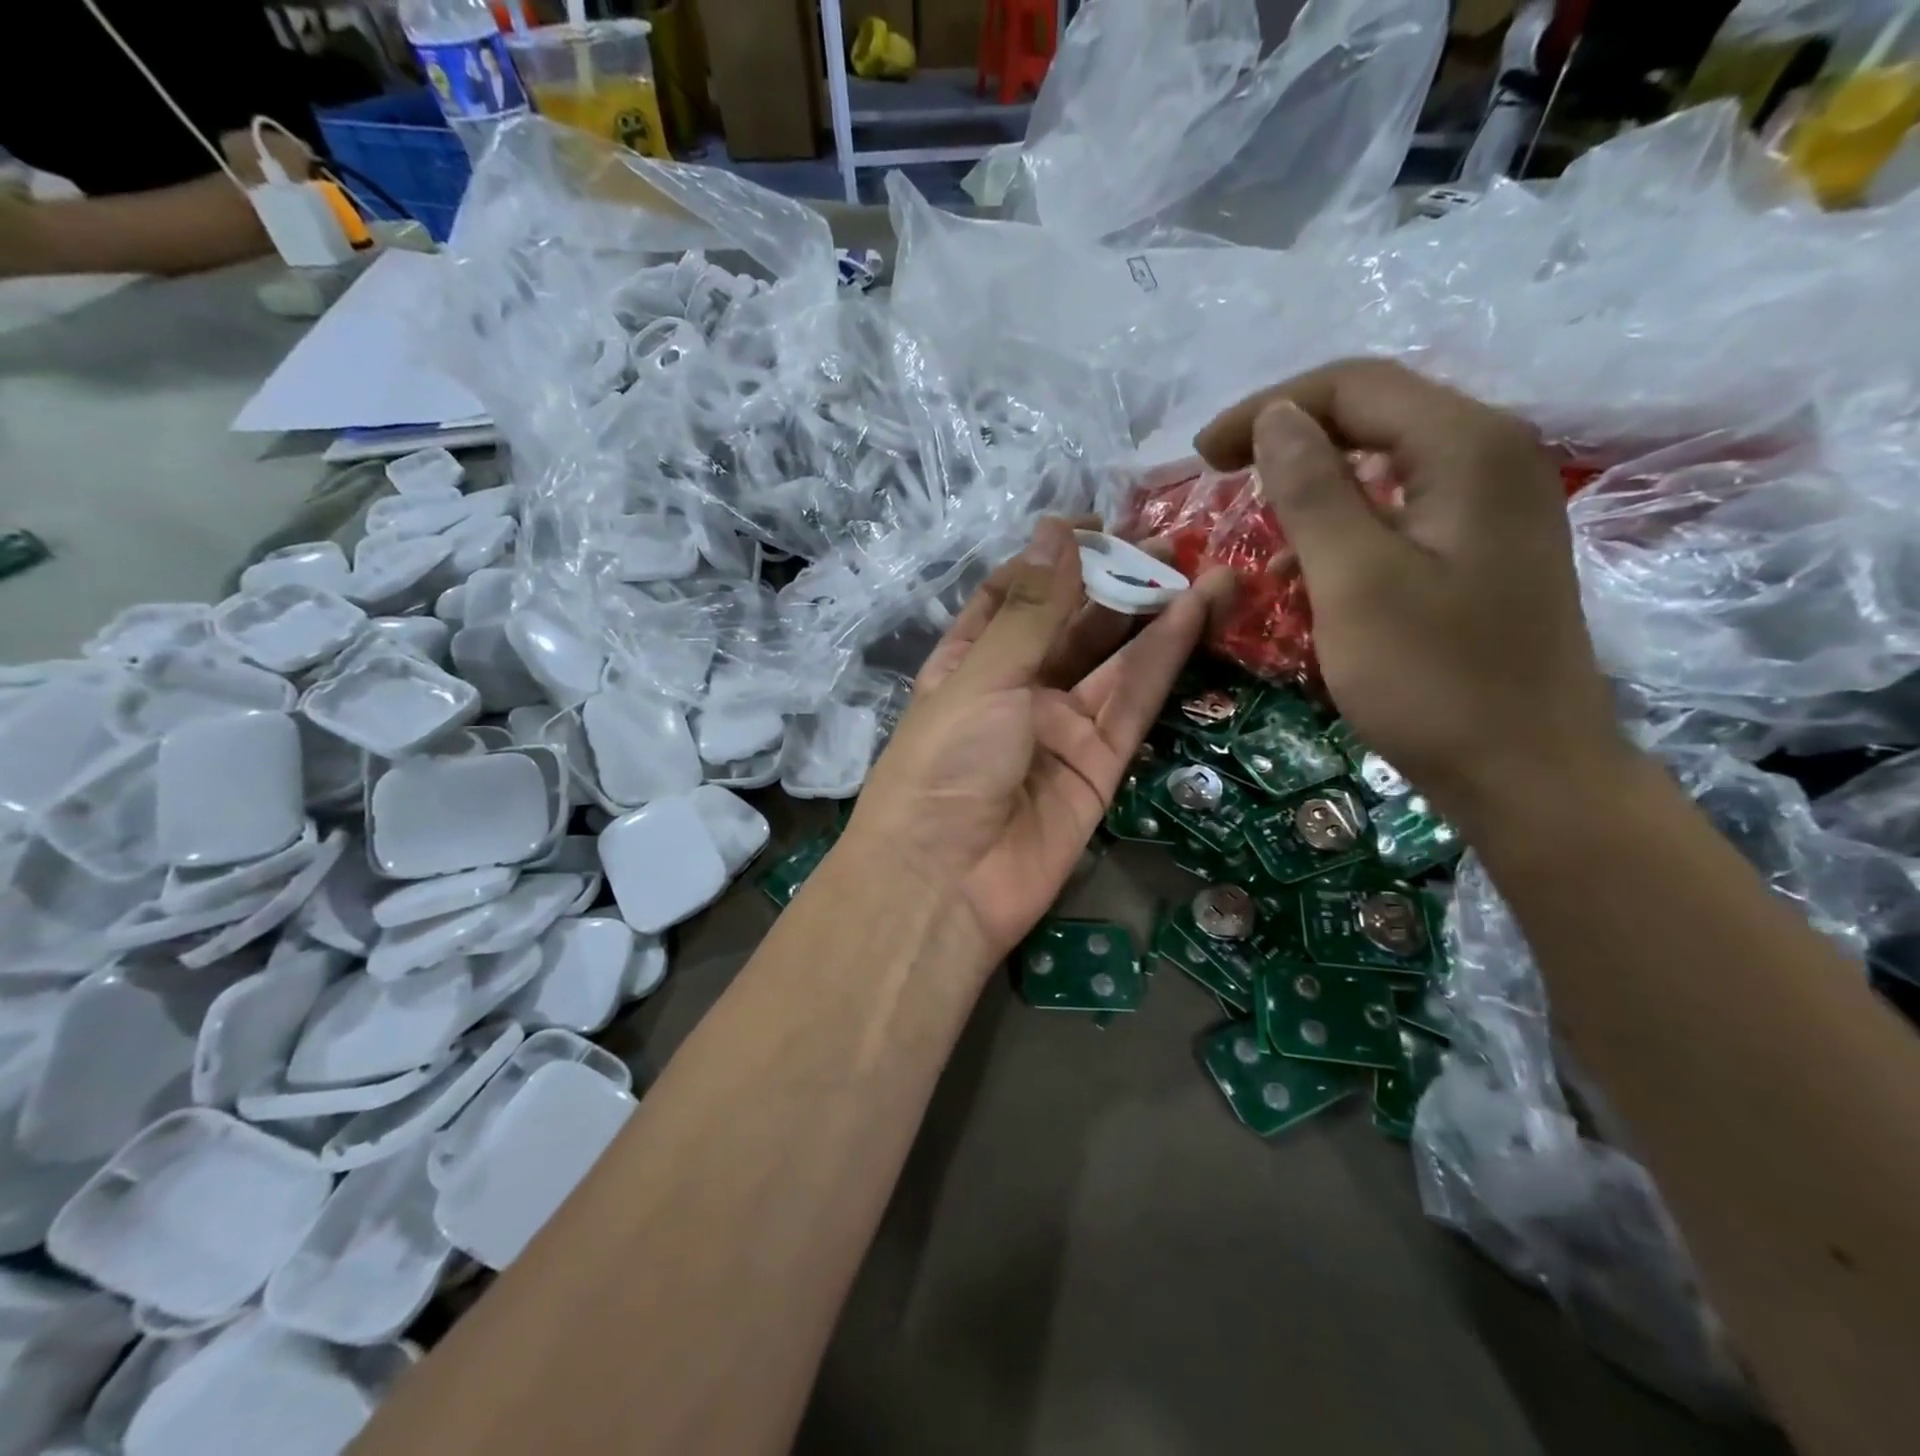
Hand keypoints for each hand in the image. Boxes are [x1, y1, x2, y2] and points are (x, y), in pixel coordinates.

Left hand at [848, 518, 1233, 964]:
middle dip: (1115, 583)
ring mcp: (1060, 727)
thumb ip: (1032, 610)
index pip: (1013, 596)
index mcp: (969, 662)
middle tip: (1170, 540)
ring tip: (1205, 566)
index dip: (1053, 559)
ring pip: (1114, 660)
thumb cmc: (943, 765)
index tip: (1097, 524)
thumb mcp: (982, 677)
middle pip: (1072, 625)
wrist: (945, 885)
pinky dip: (1162, 659)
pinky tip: (1193, 613)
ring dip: (1154, 614)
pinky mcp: (1099, 763)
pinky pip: (1133, 702)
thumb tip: (1057, 529)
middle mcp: (1016, 689)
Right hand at [1194, 358, 1626, 828]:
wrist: (1528, 772)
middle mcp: (1491, 456)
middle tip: (1222, 476)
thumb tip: (1275, 418)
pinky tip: (1307, 573)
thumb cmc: (1434, 679)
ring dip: (1313, 486)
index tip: (1201, 457)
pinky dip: (1344, 527)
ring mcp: (1493, 504)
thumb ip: (1312, 491)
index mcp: (1467, 448)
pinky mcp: (1482, 549)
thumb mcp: (1355, 582)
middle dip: (1290, 438)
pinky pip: (1400, 510)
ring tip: (1258, 530)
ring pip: (1384, 464)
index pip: (1354, 386)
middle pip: (1374, 414)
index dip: (1268, 409)